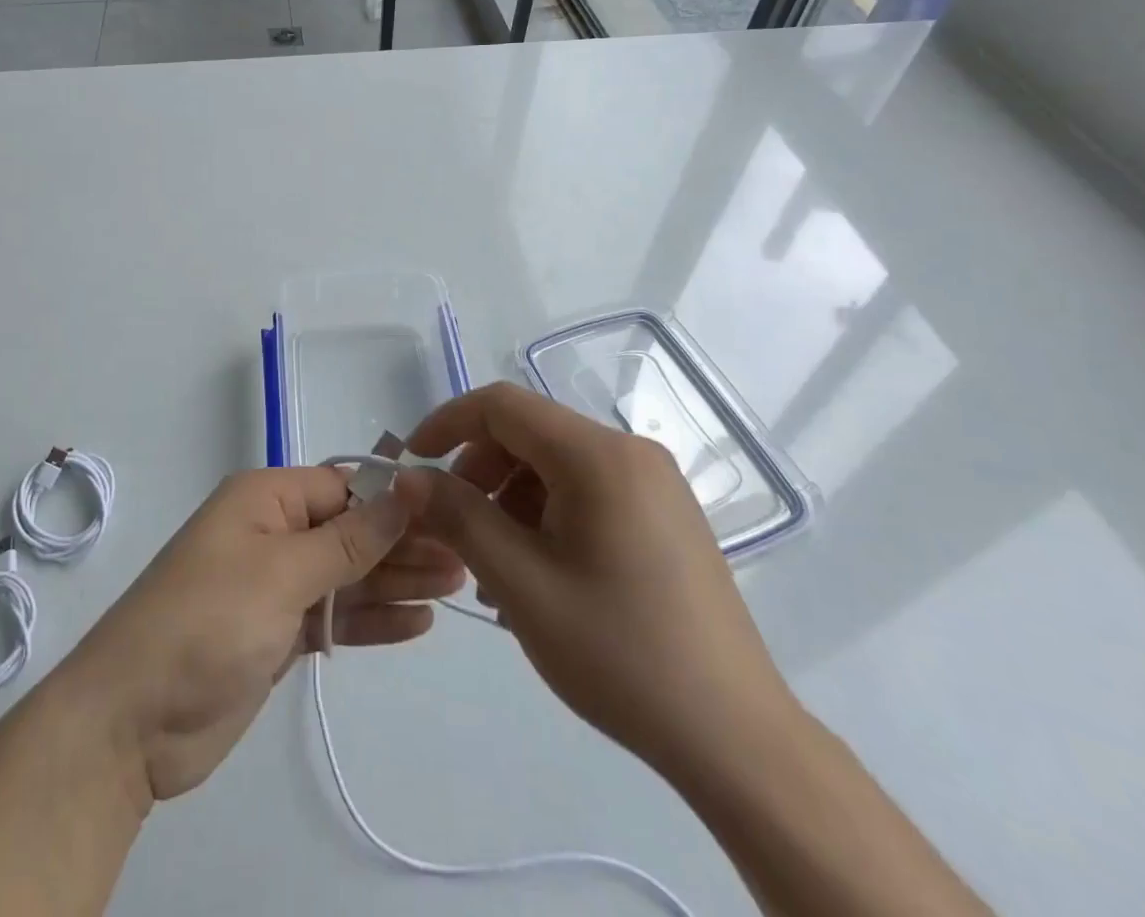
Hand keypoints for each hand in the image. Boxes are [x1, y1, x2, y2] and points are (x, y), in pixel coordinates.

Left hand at [60, 468, 464, 802]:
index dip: (395, 501)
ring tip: (456, 587)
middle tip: (466, 558)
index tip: (451, 514)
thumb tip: (405, 489)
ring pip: (347, 575)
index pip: (342, 487)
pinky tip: (417, 623)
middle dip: (404, 544)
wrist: (131, 721)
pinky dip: (372, 619)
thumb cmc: (208, 622)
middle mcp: (271, 534)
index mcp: (265, 500)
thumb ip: (348, 538)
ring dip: (396, 582)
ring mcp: (274, 587)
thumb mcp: (281, 572)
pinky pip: (334, 617)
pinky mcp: (276, 635)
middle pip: (350, 532)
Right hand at [394, 383, 800, 781]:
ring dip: (509, 499)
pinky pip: (586, 490)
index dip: (447, 423)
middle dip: (479, 470)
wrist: (735, 738)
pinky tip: (537, 573)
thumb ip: (458, 517)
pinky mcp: (664, 514)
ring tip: (494, 568)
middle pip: (529, 433)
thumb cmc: (619, 653)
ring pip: (555, 464)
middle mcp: (630, 452)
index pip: (502, 405)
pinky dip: (546, 514)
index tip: (413, 465)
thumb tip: (409, 477)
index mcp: (598, 456)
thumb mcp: (520, 583)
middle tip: (453, 529)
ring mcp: (654, 483)